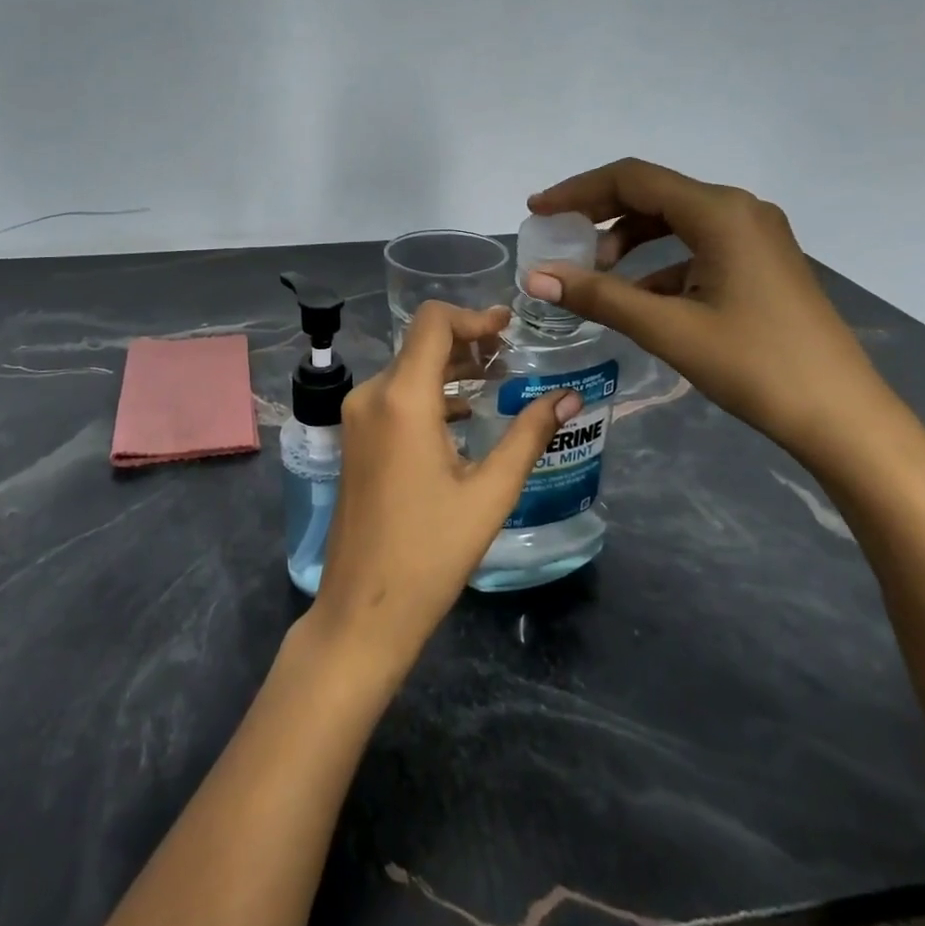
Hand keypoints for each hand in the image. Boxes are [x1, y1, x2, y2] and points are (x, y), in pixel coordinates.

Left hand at [306, 301, 580, 679]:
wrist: (364, 608)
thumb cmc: (431, 553)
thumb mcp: (490, 493)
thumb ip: (528, 436)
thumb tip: (569, 397)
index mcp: (402, 399)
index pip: (433, 323)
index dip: (473, 317)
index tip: (508, 328)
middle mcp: (372, 396)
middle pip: (420, 344)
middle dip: (467, 342)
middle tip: (511, 356)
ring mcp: (357, 418)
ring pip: (407, 370)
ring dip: (449, 368)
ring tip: (495, 381)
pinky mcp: (355, 439)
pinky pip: (394, 397)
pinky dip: (429, 394)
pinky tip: (463, 415)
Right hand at [526, 158, 897, 468]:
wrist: (840, 415)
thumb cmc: (754, 365)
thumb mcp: (668, 329)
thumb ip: (599, 296)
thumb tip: (536, 277)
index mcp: (720, 212)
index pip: (633, 179)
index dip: (578, 191)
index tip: (538, 211)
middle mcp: (739, 210)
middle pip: (653, 193)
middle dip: (600, 213)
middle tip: (558, 237)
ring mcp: (755, 235)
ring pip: (674, 220)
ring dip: (628, 239)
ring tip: (595, 273)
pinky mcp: (760, 262)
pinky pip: (696, 246)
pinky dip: (658, 262)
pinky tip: (637, 297)